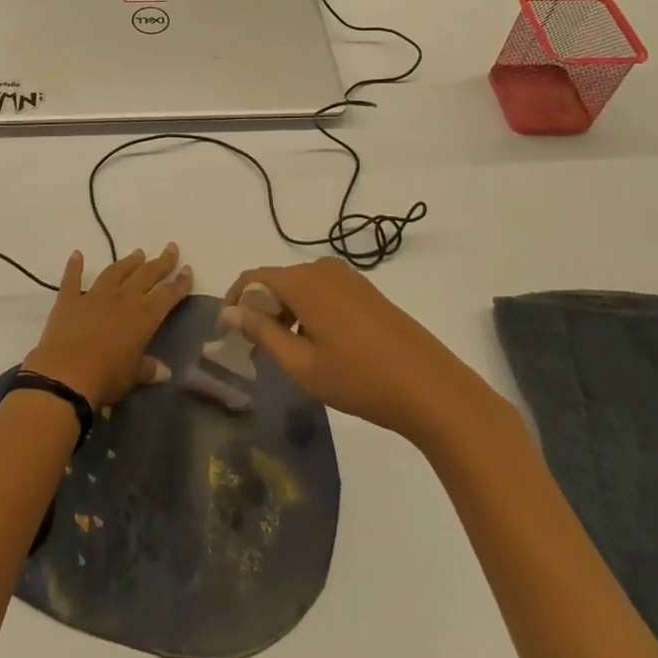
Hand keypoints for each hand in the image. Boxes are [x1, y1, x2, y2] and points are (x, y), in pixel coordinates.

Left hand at [24, 244, 191, 406]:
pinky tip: (77, 254)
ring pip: (116, 271)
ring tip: (138, 252)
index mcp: (144, 316)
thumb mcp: (133, 377)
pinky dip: (75, 265)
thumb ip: (148, 369)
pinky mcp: (69, 300)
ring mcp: (95, 295)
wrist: (66, 374)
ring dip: (128, 262)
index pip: (168, 295)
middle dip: (161, 262)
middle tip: (171, 248)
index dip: (180, 283)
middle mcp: (123, 298)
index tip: (188, 269)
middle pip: (146, 275)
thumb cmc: (106, 377)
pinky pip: (72, 278)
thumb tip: (165, 371)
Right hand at [224, 258, 504, 446]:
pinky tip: (317, 345)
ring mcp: (348, 278)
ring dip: (285, 312)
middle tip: (254, 349)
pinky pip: (323, 291)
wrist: (431, 388)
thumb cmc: (359, 379)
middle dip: (260, 309)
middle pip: (277, 280)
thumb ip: (263, 333)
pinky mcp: (366, 291)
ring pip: (300, 287)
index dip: (235, 301)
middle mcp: (322, 269)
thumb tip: (230, 313)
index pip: (253, 278)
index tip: (227, 331)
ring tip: (285, 351)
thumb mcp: (302, 364)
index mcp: (303, 282)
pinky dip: (308, 311)